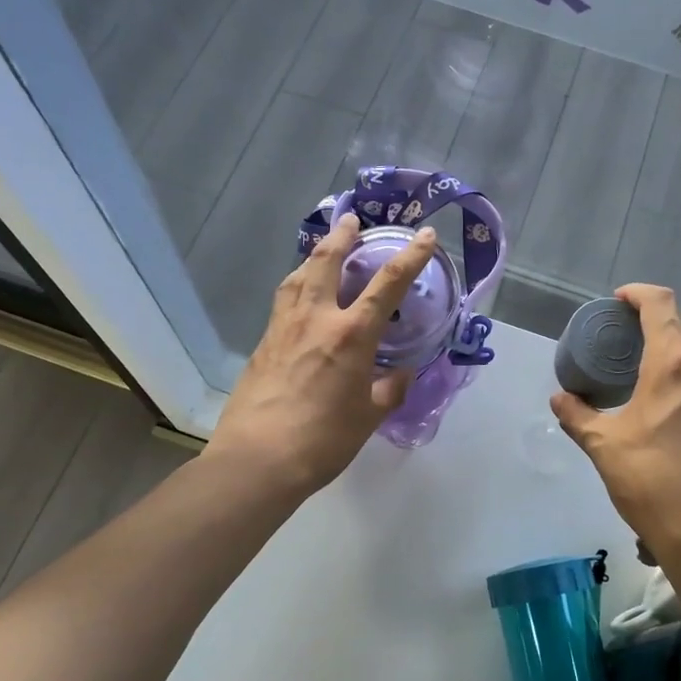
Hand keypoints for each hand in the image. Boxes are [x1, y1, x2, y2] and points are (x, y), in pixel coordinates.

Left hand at [207, 215, 436, 496]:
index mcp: (351, 335)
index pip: (387, 283)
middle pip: (329, 261)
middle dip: (343, 236)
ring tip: (325, 247)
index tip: (423, 235)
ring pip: (299, 275)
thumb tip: (401, 373)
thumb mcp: (369, 417)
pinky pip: (284, 299)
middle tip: (352, 220)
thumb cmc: (323, 441)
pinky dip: (298, 283)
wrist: (257, 460)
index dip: (410, 256)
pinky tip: (300, 291)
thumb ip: (389, 389)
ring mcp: (284, 327)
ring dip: (316, 255)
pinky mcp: (263, 341)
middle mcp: (316, 318)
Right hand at [551, 284, 680, 556]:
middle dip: (659, 328)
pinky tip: (678, 421)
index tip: (619, 301)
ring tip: (653, 386)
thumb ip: (578, 416)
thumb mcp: (603, 447)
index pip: (660, 305)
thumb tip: (559, 399)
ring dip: (680, 359)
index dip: (638, 294)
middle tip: (630, 348)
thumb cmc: (652, 481)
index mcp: (673, 365)